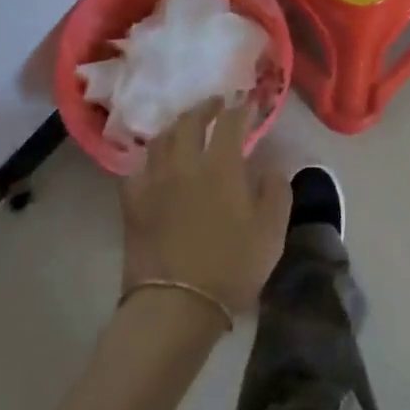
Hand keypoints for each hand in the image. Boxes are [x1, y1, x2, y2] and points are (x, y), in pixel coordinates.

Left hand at [119, 98, 291, 318]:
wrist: (175, 305)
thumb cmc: (230, 267)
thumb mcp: (271, 233)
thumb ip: (276, 192)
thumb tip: (272, 168)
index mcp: (221, 165)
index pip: (229, 122)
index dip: (240, 109)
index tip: (247, 105)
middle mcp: (185, 163)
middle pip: (190, 121)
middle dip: (204, 108)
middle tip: (215, 104)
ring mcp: (155, 181)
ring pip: (161, 139)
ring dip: (176, 126)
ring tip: (184, 126)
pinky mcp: (133, 203)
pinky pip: (137, 168)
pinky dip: (148, 159)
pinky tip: (154, 163)